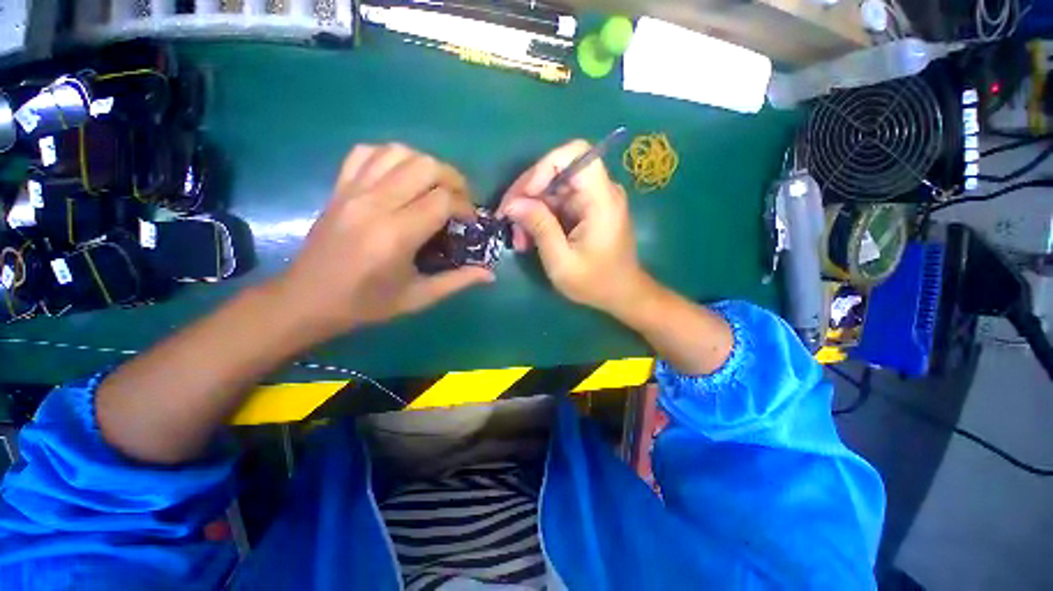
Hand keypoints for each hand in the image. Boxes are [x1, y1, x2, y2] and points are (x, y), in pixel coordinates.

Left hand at [273, 144, 493, 336]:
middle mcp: (375, 204)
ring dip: (425, 165)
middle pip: (425, 166)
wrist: (308, 299)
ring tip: (434, 187)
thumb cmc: (367, 304)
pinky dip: (390, 156)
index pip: (442, 199)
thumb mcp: (418, 298)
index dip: (465, 206)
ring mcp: (353, 191)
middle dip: (452, 179)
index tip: (470, 221)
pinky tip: (400, 176)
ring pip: (398, 152)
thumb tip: (490, 274)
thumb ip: (458, 281)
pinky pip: (367, 152)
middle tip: (458, 200)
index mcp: (396, 235)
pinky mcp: (339, 187)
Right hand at [499, 140, 651, 315]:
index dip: (544, 167)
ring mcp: (592, 200)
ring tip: (518, 240)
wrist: (620, 294)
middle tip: (508, 222)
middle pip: (556, 172)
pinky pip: (557, 204)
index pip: (575, 153)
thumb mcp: (562, 261)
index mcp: (601, 199)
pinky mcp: (586, 211)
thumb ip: (539, 227)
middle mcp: (599, 192)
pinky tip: (528, 240)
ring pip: (552, 190)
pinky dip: (540, 218)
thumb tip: (512, 204)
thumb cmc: (595, 283)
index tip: (524, 196)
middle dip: (527, 195)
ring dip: (530, 211)